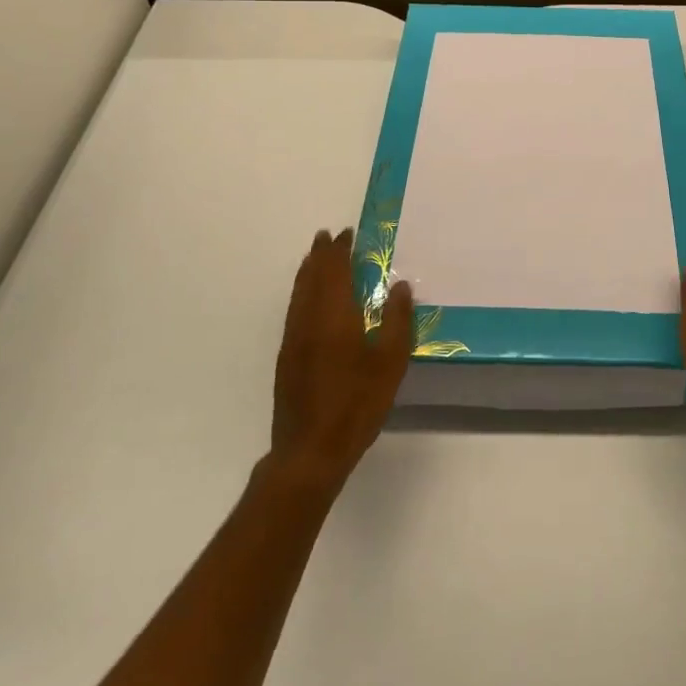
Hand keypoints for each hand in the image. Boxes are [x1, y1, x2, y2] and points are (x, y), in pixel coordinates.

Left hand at [269, 229, 412, 489]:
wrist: (310, 452)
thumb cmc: (356, 405)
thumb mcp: (390, 364)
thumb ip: (397, 321)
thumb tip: (399, 286)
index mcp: (335, 316)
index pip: (334, 271)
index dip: (340, 250)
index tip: (348, 233)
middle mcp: (309, 319)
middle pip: (312, 276)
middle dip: (320, 254)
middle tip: (328, 236)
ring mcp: (293, 338)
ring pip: (298, 292)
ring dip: (308, 270)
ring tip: (316, 256)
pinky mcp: (286, 357)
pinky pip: (294, 309)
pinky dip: (301, 291)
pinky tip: (308, 298)